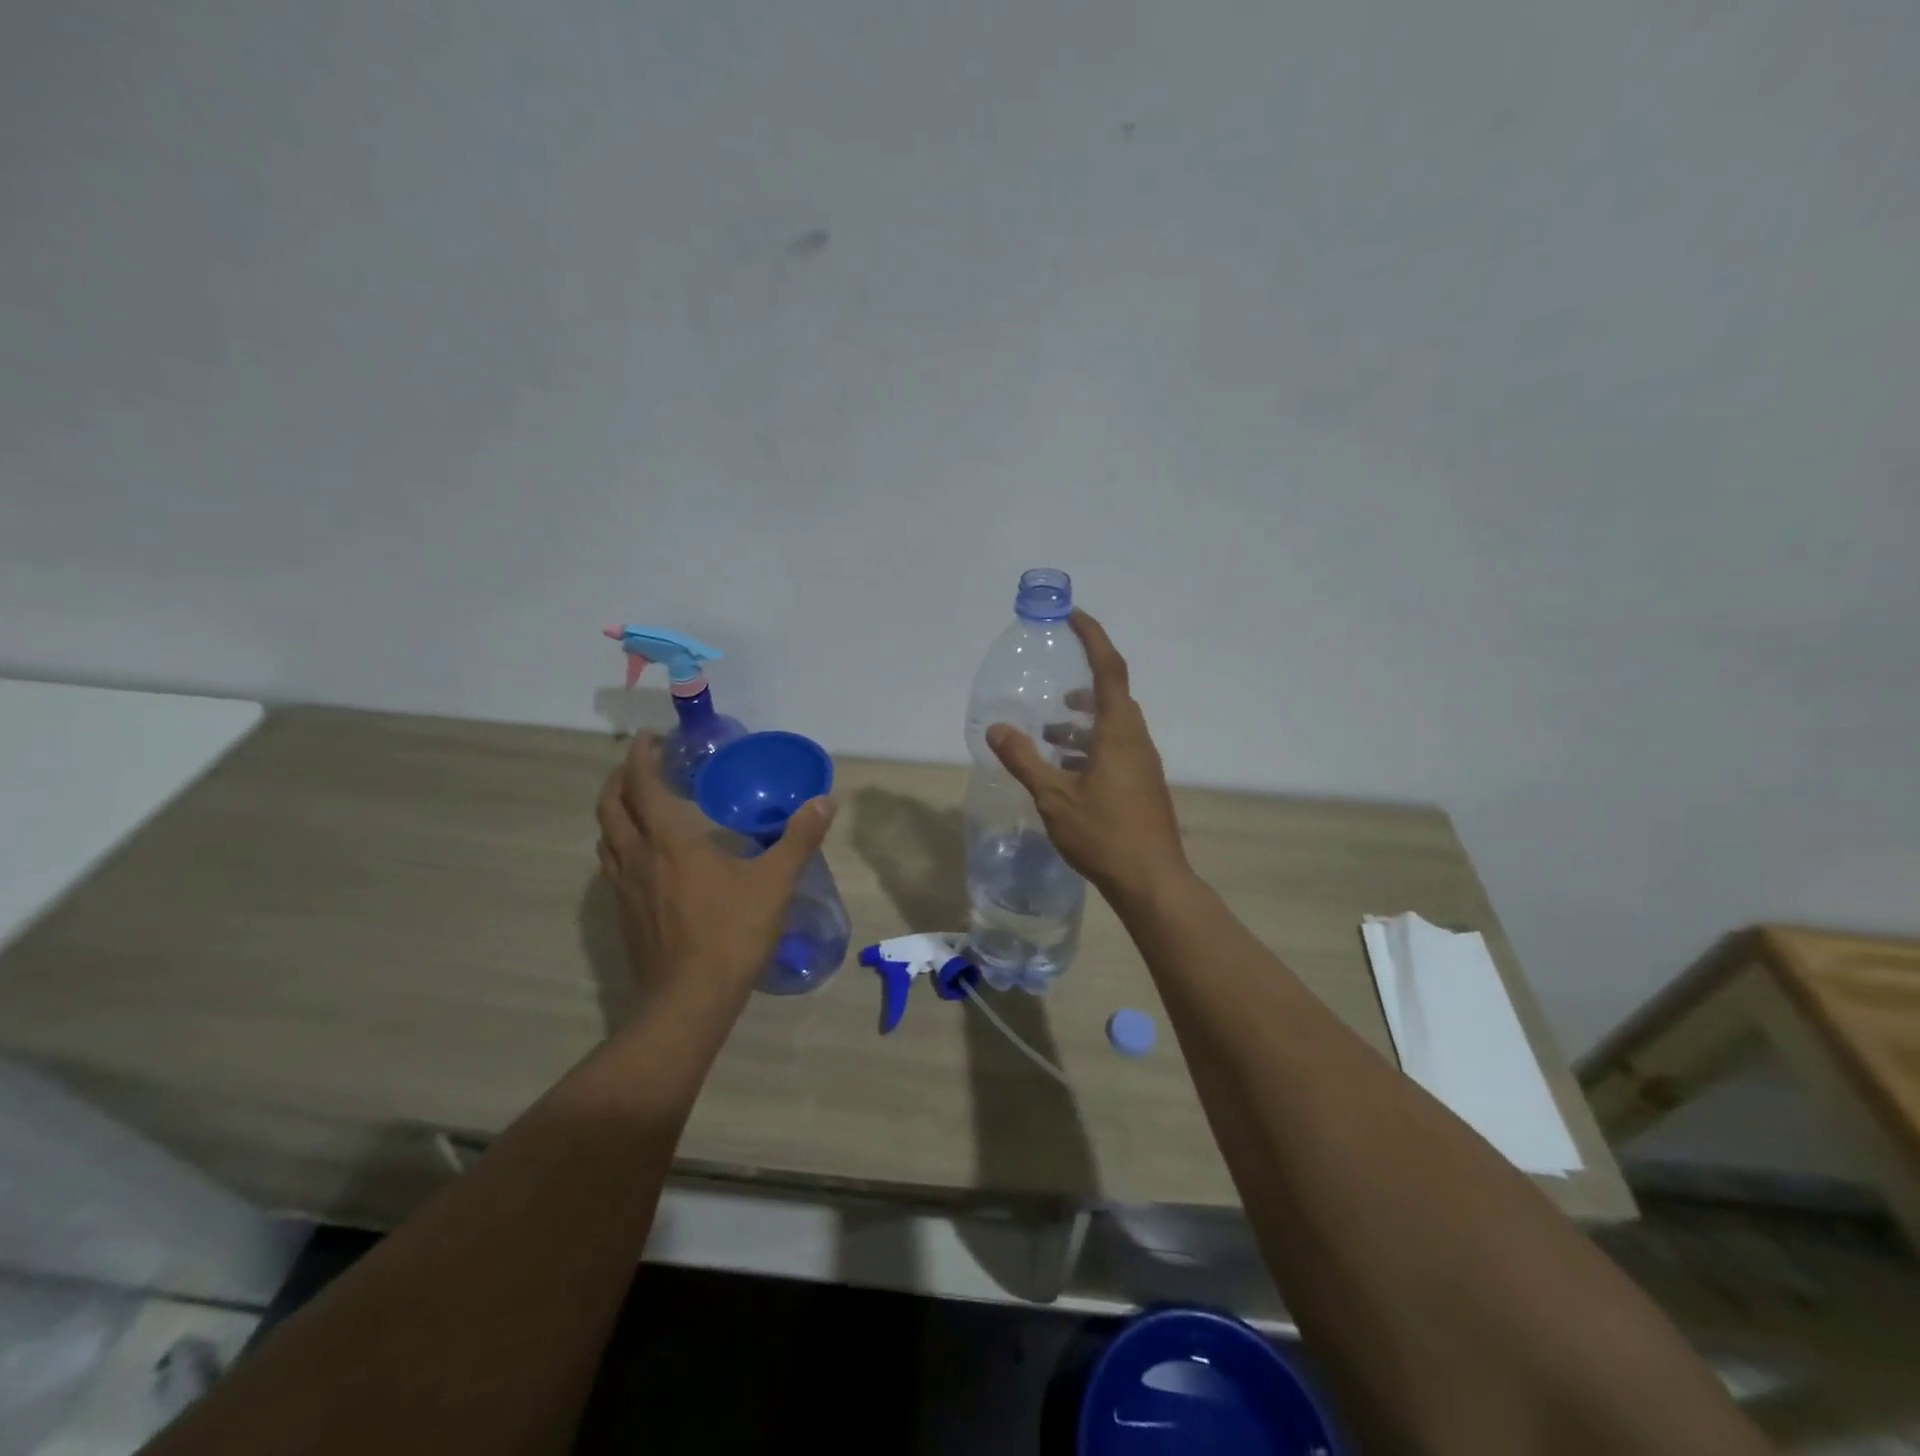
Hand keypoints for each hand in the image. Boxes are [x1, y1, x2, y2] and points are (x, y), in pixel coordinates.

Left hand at [596, 734, 835, 1011]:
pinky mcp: (624, 915)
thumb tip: (825, 800)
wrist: (689, 1001)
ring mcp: (624, 889)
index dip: (641, 757)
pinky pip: (612, 866)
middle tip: (642, 766)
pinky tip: (645, 859)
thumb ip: (800, 838)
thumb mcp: (775, 882)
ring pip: (606, 837)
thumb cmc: (731, 933)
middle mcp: (638, 857)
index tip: (650, 738)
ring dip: (616, 812)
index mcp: (670, 841)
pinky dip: (620, 845)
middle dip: (620, 779)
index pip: (642, 785)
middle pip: (611, 806)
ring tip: (638, 806)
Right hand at [985, 610, 1189, 902]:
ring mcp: (1143, 765)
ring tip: (1049, 734)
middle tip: (1052, 687)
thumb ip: (1024, 759)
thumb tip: (997, 728)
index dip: (1093, 638)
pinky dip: (1090, 747)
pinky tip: (1066, 770)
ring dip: (1083, 723)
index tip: (1074, 616)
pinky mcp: (1142, 786)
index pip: (1109, 670)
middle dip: (1083, 685)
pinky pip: (1116, 750)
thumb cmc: (1103, 833)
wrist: (1151, 881)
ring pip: (1113, 728)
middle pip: (1113, 698)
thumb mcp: (1054, 796)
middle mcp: (1137, 740)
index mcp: (1119, 732)